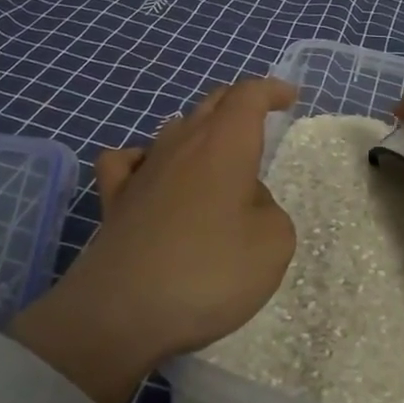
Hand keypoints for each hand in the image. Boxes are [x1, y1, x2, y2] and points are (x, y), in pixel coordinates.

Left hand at [9, 76, 298, 402]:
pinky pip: (126, 161)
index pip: (248, 96)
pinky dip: (144, 159)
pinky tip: (149, 174)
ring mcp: (142, 170)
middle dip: (238, 104)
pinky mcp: (114, 200)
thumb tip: (244, 201)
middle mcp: (181, 144)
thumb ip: (268, 209)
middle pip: (210, 104)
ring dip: (198, 131)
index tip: (289, 97)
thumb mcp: (273, 243)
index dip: (270, 90)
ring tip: (214, 153)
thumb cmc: (209, 272)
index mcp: (225, 145)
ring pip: (173, 128)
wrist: (122, 311)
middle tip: (257, 119)